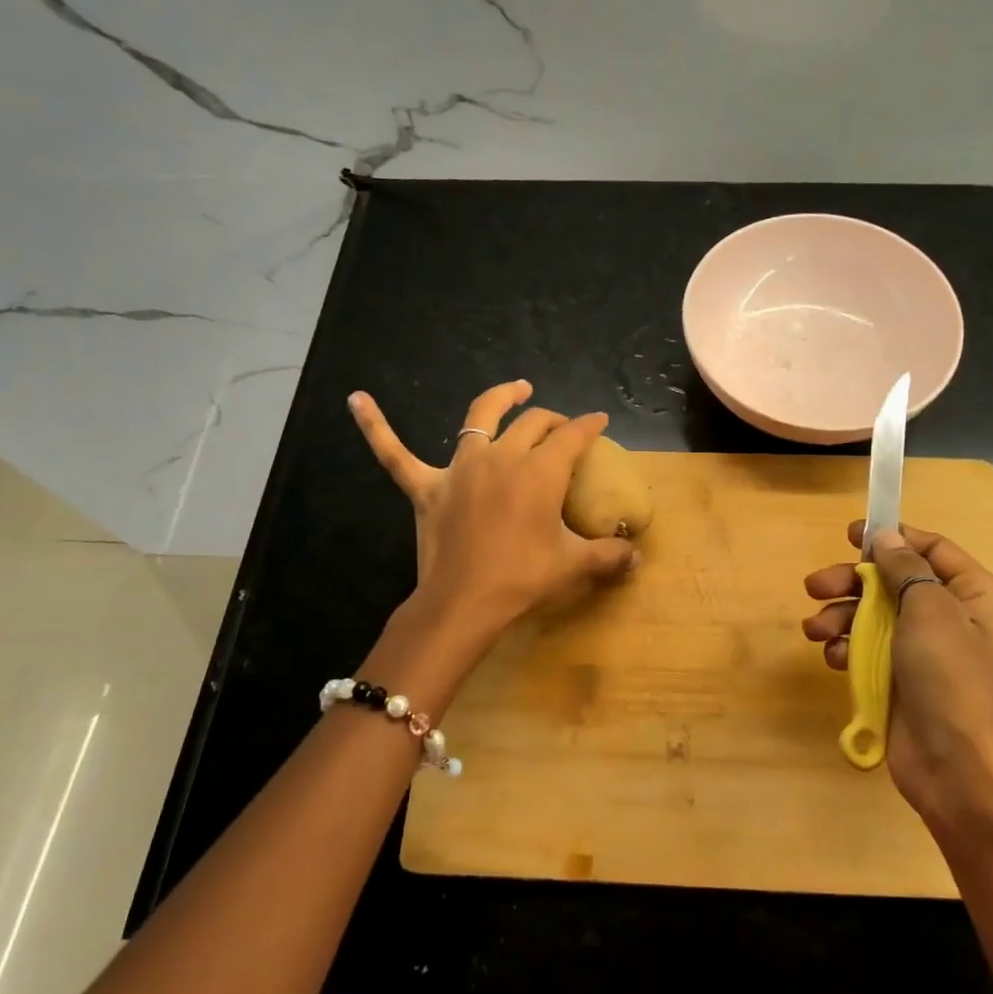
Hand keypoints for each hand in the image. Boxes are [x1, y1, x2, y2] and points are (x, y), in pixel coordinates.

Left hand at [350, 381, 638, 636]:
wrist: (464, 604)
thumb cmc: (523, 580)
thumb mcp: (574, 566)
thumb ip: (609, 556)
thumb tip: (636, 556)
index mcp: (540, 471)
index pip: (572, 436)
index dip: (589, 425)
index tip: (599, 421)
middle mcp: (502, 457)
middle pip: (533, 423)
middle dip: (553, 419)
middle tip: (564, 427)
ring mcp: (461, 468)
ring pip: (480, 417)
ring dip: (501, 399)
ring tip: (517, 389)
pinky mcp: (426, 487)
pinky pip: (395, 453)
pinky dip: (376, 426)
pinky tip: (356, 399)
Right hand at [802, 521, 992, 828]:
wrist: (958, 772)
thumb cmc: (951, 680)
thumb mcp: (930, 611)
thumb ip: (904, 568)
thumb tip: (887, 537)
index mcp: (975, 595)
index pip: (932, 549)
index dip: (892, 537)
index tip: (851, 534)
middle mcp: (951, 617)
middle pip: (893, 581)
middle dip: (852, 582)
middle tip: (814, 586)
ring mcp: (923, 651)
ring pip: (873, 615)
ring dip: (840, 617)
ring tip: (815, 630)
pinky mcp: (900, 679)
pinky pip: (867, 649)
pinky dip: (847, 649)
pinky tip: (834, 659)